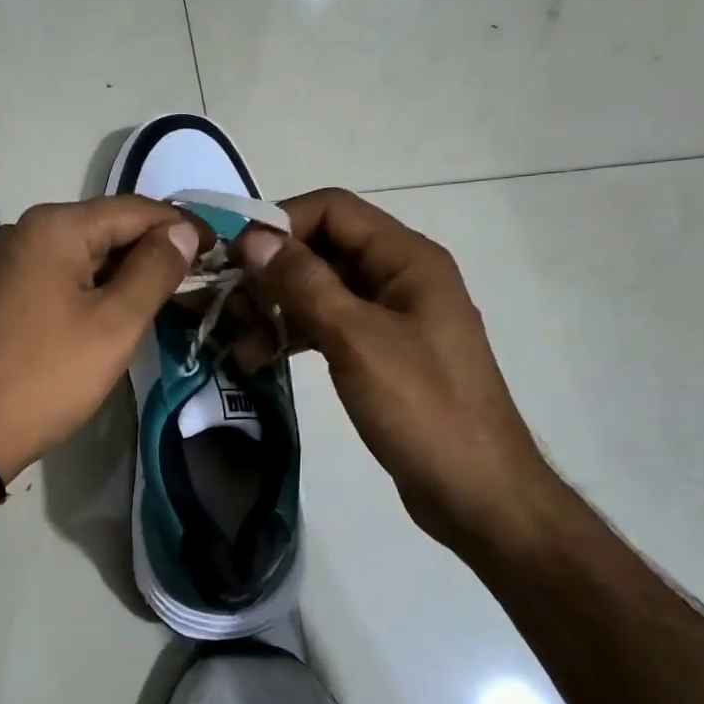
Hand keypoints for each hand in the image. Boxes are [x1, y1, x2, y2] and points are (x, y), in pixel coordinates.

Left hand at [0, 197, 201, 481]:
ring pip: (82, 253)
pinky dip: (93, 285)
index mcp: (54, 226)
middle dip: (153, 249)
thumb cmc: (47, 376)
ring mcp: (5, 261)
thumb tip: (182, 230)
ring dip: (124, 269)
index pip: (134, 209)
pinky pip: (58, 274)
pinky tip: (114, 309)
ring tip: (165, 295)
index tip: (218, 250)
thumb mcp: (115, 323)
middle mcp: (25, 230)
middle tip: (196, 278)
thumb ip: (155, 269)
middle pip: (106, 227)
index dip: (180, 226)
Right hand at [227, 188, 555, 543]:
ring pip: (320, 292)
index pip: (333, 211)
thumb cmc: (423, 408)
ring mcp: (391, 317)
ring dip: (276, 310)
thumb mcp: (357, 340)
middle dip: (271, 273)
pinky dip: (294, 337)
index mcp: (407, 259)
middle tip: (226, 306)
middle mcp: (400, 277)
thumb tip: (254, 238)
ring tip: (237, 346)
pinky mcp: (380, 354)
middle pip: (322, 250)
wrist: (477, 493)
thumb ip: (304, 283)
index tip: (233, 257)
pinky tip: (259, 360)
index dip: (280, 224)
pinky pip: (328, 327)